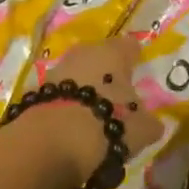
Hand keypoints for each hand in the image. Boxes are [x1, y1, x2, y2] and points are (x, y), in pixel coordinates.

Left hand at [42, 36, 165, 165]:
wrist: (52, 141)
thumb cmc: (108, 123)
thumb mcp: (141, 128)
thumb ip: (149, 122)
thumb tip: (151, 123)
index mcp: (114, 52)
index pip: (130, 46)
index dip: (135, 59)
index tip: (139, 73)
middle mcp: (85, 52)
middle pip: (101, 59)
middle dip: (108, 76)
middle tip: (118, 99)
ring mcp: (58, 69)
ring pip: (78, 75)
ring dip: (86, 90)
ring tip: (94, 117)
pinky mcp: (37, 91)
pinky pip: (61, 95)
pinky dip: (68, 106)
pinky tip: (73, 126)